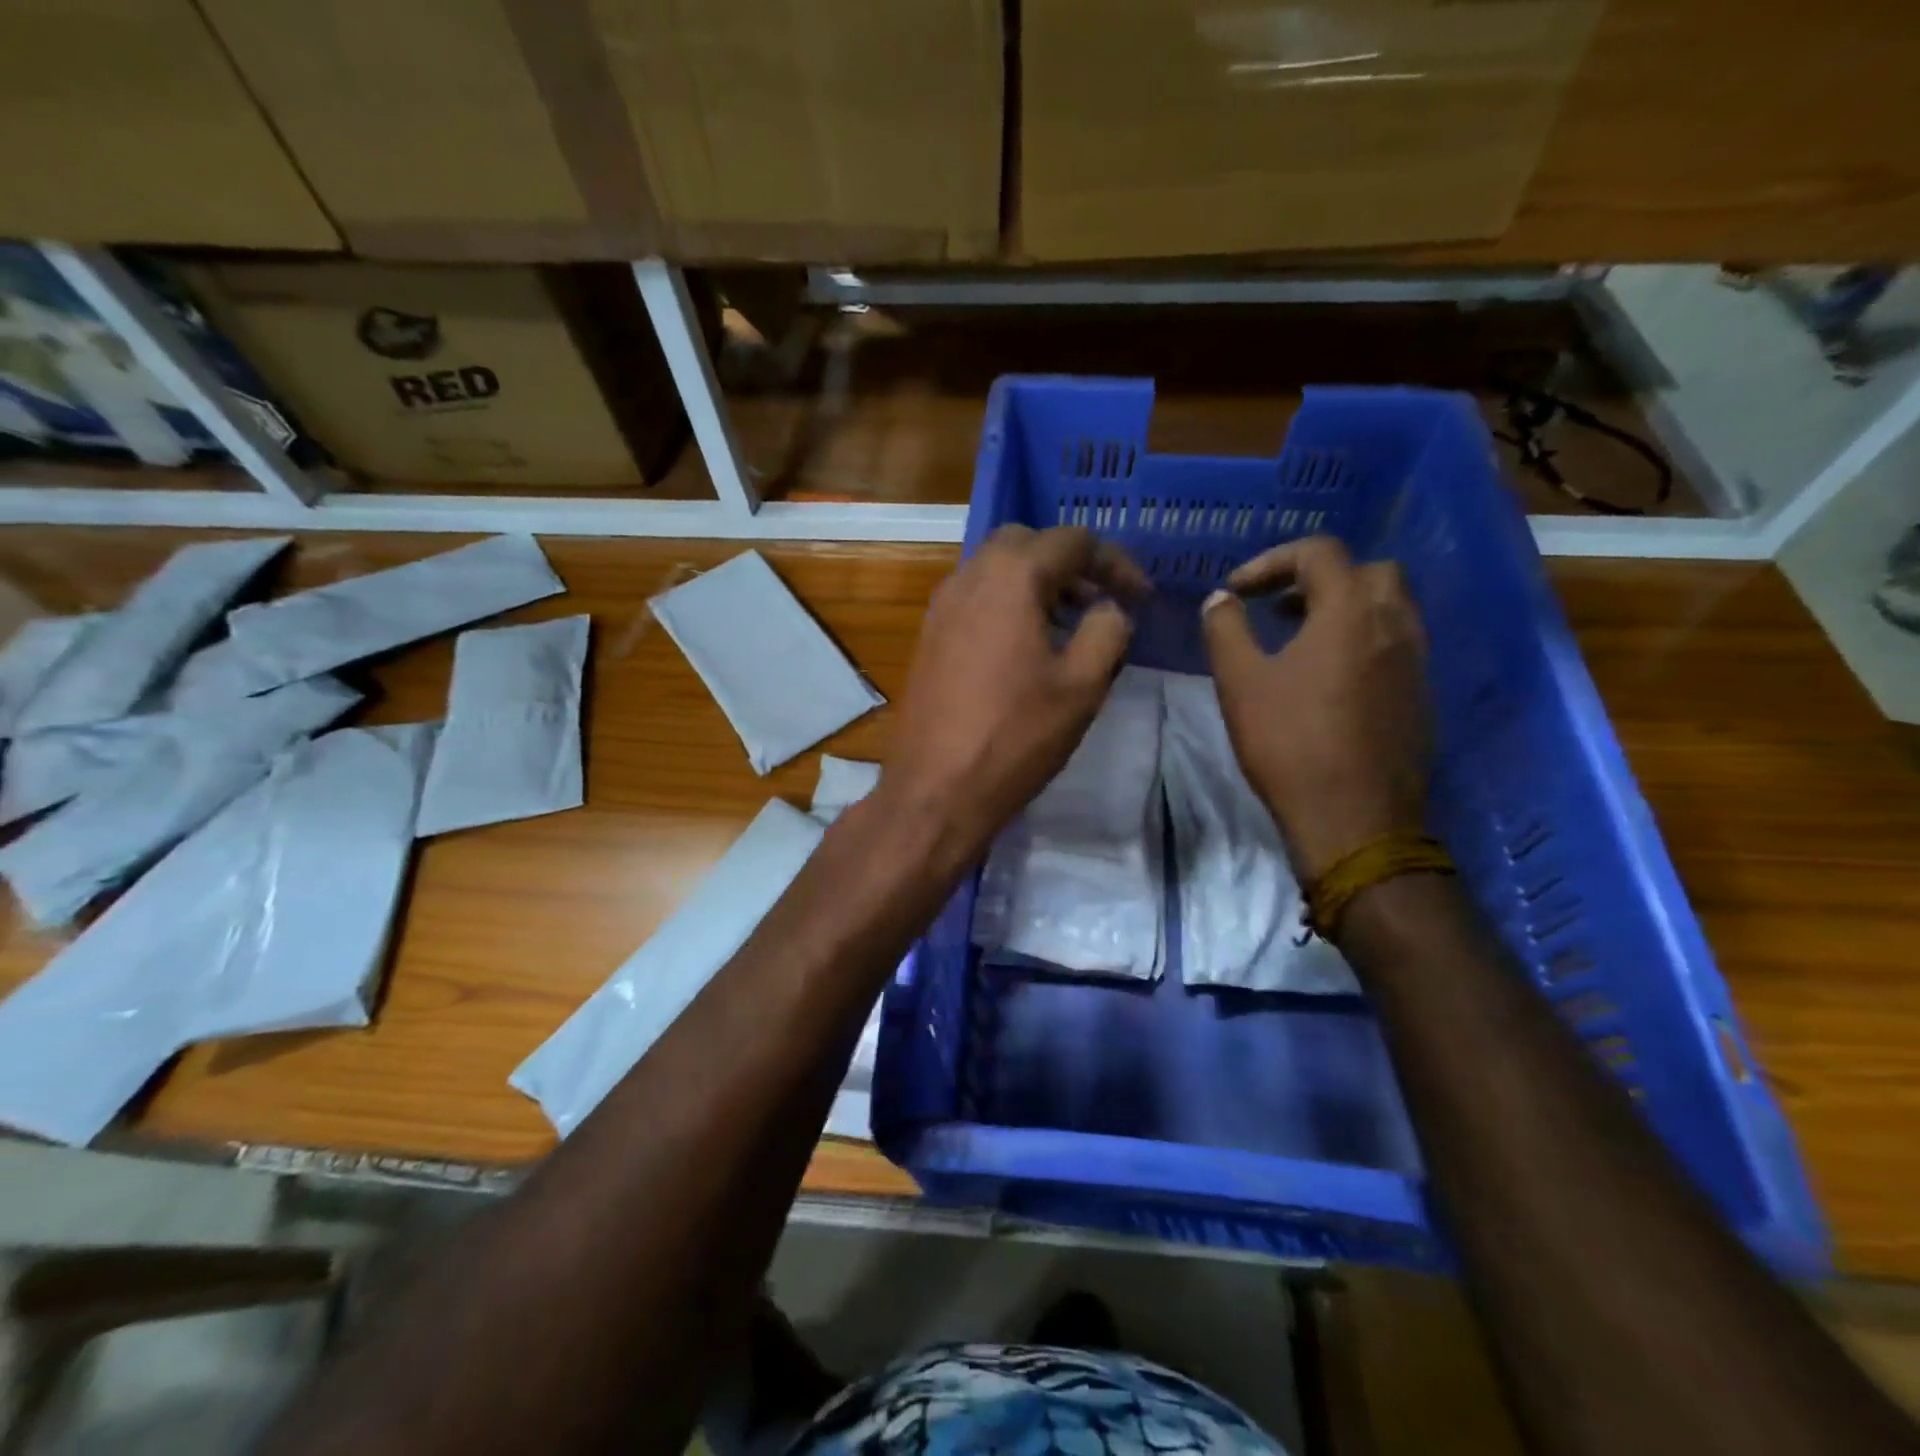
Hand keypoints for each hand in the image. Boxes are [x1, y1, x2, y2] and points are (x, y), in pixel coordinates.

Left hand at [882, 525, 1145, 864]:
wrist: (936, 788)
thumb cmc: (1016, 735)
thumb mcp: (1083, 685)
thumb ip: (1108, 630)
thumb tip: (1110, 609)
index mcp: (1011, 577)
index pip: (1072, 541)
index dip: (1115, 563)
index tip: (1140, 598)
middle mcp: (968, 577)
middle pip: (1026, 544)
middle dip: (1069, 564)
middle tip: (1099, 602)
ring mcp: (941, 607)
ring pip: (995, 570)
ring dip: (1036, 584)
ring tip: (1069, 626)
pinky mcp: (928, 636)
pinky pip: (974, 599)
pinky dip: (1006, 605)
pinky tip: (1025, 648)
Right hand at [1202, 536, 1430, 881]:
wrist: (1354, 818)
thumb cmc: (1290, 743)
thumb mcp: (1241, 683)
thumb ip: (1226, 630)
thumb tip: (1221, 599)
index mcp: (1350, 611)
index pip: (1319, 553)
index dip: (1272, 561)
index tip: (1238, 591)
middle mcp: (1394, 624)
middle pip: (1366, 571)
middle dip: (1319, 577)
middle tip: (1279, 605)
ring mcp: (1416, 660)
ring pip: (1388, 606)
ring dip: (1344, 607)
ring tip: (1301, 637)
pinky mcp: (1421, 694)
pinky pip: (1396, 643)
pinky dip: (1363, 639)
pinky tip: (1330, 677)